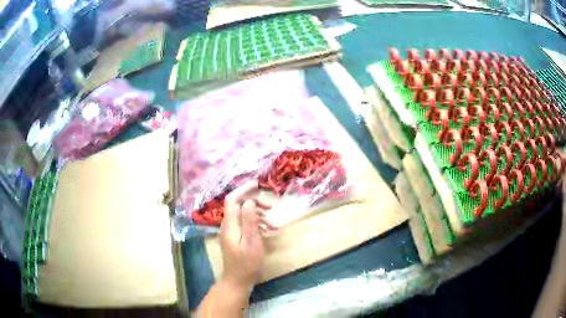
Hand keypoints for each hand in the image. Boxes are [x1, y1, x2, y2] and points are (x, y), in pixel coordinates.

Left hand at [219, 182, 265, 291]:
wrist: (238, 281)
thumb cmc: (247, 264)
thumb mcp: (252, 242)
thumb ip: (250, 221)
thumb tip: (250, 201)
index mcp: (230, 224)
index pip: (232, 199)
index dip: (243, 189)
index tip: (258, 184)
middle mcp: (228, 225)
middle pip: (239, 205)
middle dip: (256, 203)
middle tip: (272, 208)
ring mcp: (231, 231)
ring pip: (244, 214)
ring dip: (259, 215)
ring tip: (274, 224)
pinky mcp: (236, 237)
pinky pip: (246, 224)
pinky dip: (257, 224)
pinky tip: (269, 231)